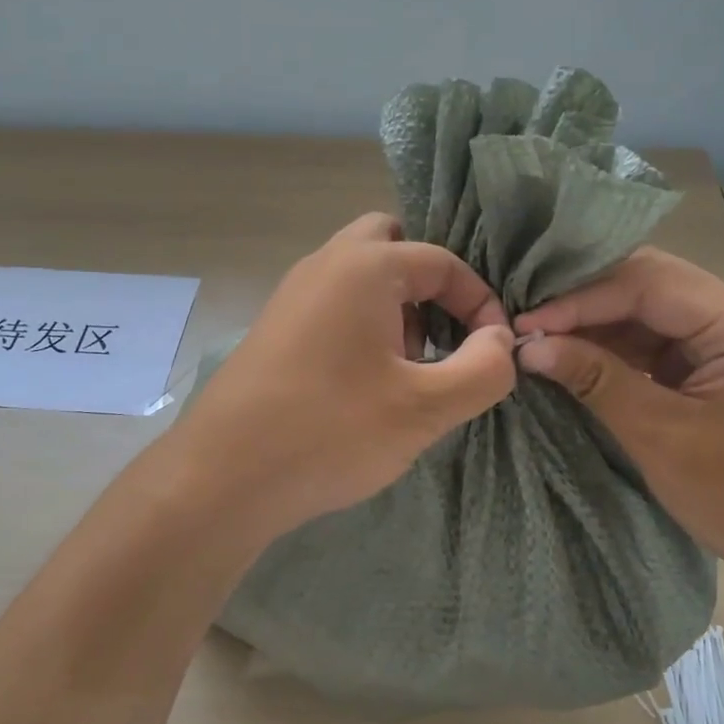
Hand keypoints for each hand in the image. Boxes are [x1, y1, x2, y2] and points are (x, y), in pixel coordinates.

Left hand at [180, 213, 517, 540]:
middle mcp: (324, 265)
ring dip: (396, 308)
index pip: (442, 261)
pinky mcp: (276, 329)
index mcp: (364, 266)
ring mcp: (292, 295)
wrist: (223, 477)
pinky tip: (366, 385)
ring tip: (409, 369)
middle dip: (429, 286)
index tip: (494, 350)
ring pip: (360, 277)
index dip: (480, 302)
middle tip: (442, 337)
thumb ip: (483, 369)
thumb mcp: (425, 407)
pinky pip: (334, 306)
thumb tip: (500, 341)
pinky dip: (363, 327)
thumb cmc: (331, 431)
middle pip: (391, 246)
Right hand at [513, 248, 723, 610]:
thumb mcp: (661, 437)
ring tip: (542, 341)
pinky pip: (659, 341)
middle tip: (528, 323)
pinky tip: (577, 358)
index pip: (647, 284)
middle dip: (585, 302)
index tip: (524, 323)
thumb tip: (530, 346)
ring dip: (597, 325)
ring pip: (651, 311)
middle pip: (650, 285)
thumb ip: (596, 380)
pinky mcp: (720, 365)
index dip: (579, 299)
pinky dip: (616, 349)